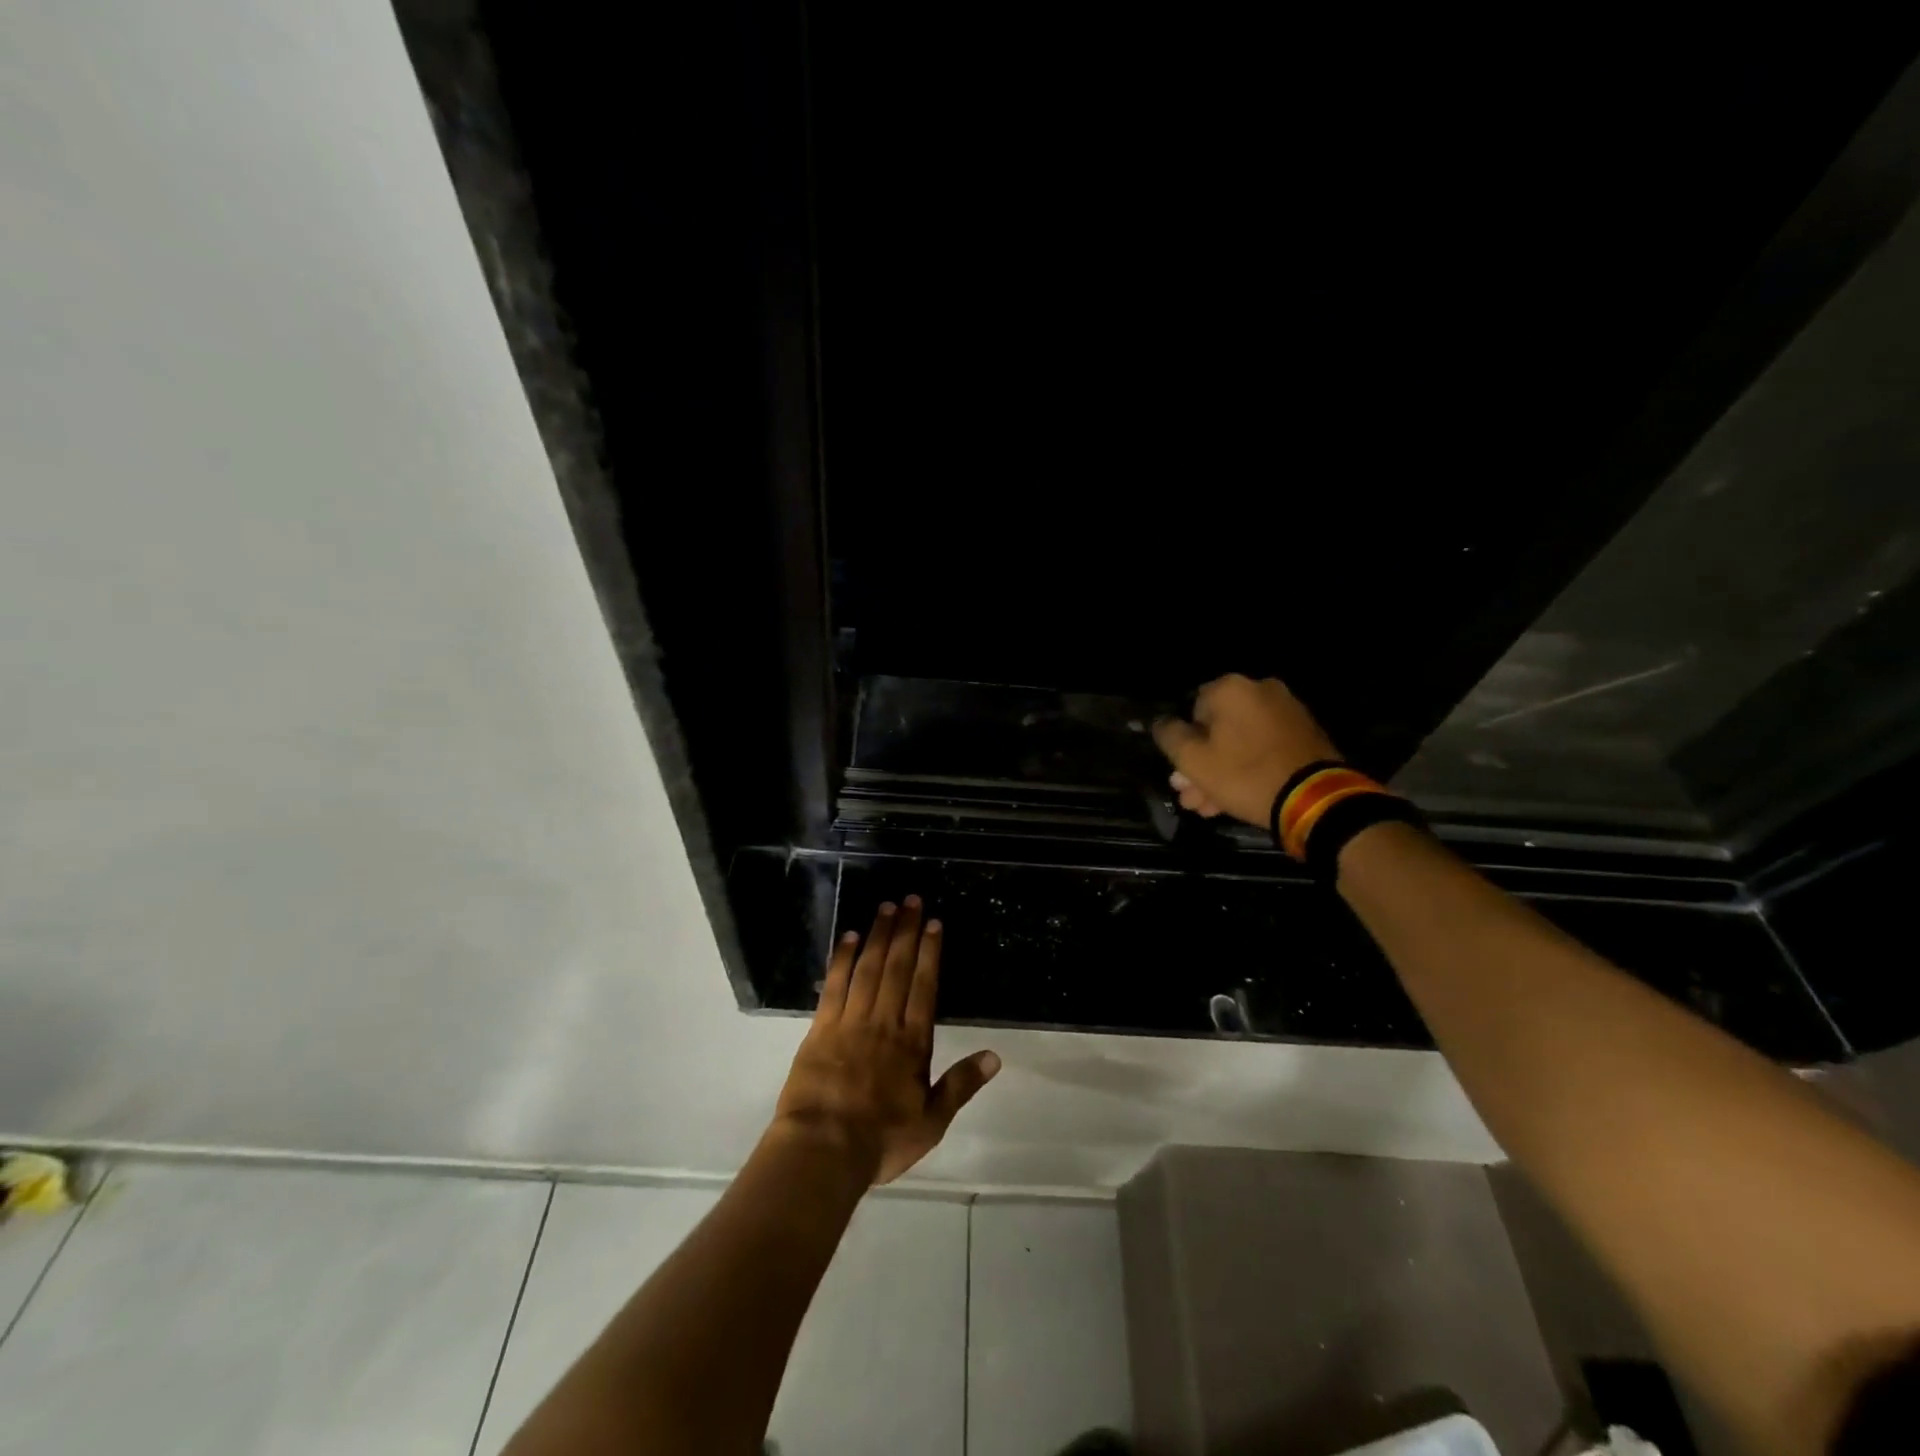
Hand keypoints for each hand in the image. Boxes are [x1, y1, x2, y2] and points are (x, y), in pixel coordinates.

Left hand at [774, 897, 1000, 1185]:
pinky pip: (835, 985)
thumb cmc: (881, 1139)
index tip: (933, 923)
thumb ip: (961, 1085)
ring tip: (886, 907)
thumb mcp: (932, 1121)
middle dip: (906, 931)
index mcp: (912, 1042)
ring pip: (868, 968)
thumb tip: (995, 1056)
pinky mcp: (821, 1028)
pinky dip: (843, 959)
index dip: (930, 952)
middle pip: (897, 968)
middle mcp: (883, 1022)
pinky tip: (849, 937)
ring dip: (878, 935)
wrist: (822, 1150)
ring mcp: (850, 1021)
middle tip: (911, 900)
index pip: (924, 986)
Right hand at [1151, 673, 1342, 826]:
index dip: (1183, 743)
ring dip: (1221, 771)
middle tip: (1191, 796)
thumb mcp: (1192, 759)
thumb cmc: (1244, 774)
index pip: (1191, 709)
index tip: (1181, 774)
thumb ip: (1169, 736)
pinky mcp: (1305, 735)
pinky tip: (1235, 798)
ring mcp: (1287, 712)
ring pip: (1240, 742)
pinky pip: (1264, 748)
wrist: (1315, 799)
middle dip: (1201, 764)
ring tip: (1209, 806)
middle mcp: (1261, 690)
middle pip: (1217, 728)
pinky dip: (1249, 768)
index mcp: (1231, 688)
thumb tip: (1161, 722)